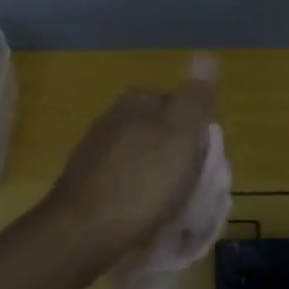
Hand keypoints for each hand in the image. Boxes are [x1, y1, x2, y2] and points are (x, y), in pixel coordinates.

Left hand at [43, 60, 217, 266]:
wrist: (82, 233)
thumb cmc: (142, 182)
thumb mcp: (181, 134)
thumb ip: (195, 98)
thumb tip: (205, 55)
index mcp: (137, 102)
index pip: (184, 107)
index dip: (201, 137)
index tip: (206, 166)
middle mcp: (114, 119)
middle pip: (166, 136)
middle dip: (182, 161)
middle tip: (192, 192)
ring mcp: (97, 152)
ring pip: (148, 162)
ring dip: (163, 182)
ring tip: (171, 210)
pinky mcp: (88, 184)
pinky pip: (129, 185)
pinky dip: (142, 199)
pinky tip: (146, 219)